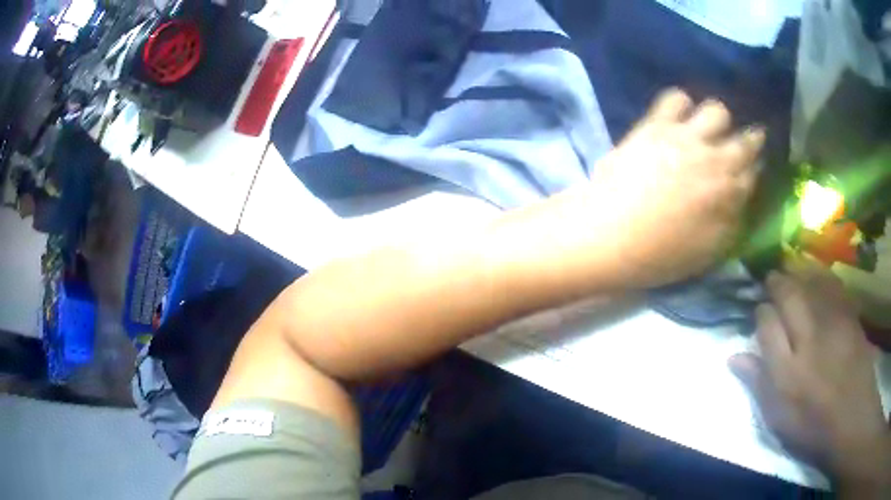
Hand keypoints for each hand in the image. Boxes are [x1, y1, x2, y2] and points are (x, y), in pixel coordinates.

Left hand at [591, 89, 763, 286]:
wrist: (610, 236)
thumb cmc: (661, 254)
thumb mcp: (708, 250)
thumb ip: (731, 221)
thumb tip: (739, 199)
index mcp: (729, 192)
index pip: (754, 171)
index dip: (756, 168)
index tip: (753, 167)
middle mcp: (714, 158)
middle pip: (745, 138)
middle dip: (750, 140)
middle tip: (741, 144)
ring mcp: (684, 136)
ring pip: (716, 110)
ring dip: (717, 120)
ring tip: (708, 129)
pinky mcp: (655, 125)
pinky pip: (675, 98)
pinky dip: (681, 103)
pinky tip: (679, 115)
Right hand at [729, 260, 890, 493]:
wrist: (852, 418)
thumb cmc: (812, 426)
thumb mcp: (778, 419)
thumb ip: (758, 385)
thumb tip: (734, 357)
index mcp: (786, 370)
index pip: (766, 325)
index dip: (760, 312)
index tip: (759, 311)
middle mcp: (808, 339)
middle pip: (788, 296)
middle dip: (776, 282)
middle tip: (770, 276)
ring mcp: (832, 324)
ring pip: (810, 283)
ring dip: (797, 270)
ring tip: (789, 264)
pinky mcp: (849, 317)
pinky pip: (833, 286)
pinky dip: (822, 274)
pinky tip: (816, 272)